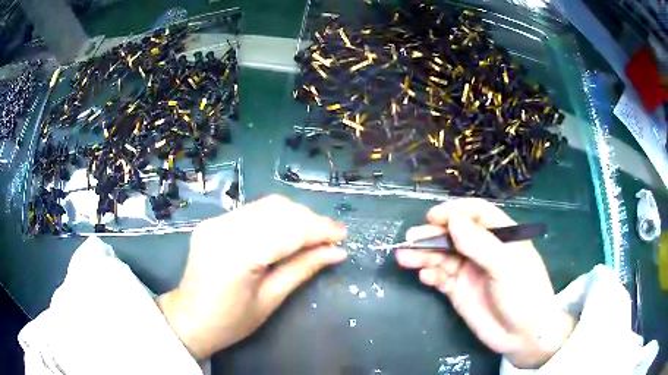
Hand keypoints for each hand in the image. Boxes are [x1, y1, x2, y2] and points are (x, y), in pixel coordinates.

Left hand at [157, 195, 347, 358]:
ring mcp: (215, 221)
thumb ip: (303, 269)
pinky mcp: (214, 221)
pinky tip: (289, 230)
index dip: (319, 230)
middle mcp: (223, 228)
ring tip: (314, 233)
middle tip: (331, 237)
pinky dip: (277, 217)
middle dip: (310, 220)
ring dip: (295, 216)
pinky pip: (252, 211)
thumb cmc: (230, 321)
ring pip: (266, 205)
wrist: (189, 319)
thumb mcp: (270, 300)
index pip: (287, 230)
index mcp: (236, 254)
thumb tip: (337, 252)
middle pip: (277, 210)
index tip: (343, 235)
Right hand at [395, 198, 574, 368]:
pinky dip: (431, 275)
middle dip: (432, 235)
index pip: (477, 214)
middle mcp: (484, 250)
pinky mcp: (459, 291)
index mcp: (502, 236)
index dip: (455, 212)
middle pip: (455, 234)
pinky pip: (441, 277)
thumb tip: (453, 221)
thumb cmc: (524, 296)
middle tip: (410, 240)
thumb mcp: (507, 269)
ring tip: (405, 258)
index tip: (433, 217)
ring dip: (425, 255)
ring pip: (443, 256)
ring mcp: (471, 271)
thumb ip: (481, 245)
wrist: (523, 336)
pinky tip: (425, 277)